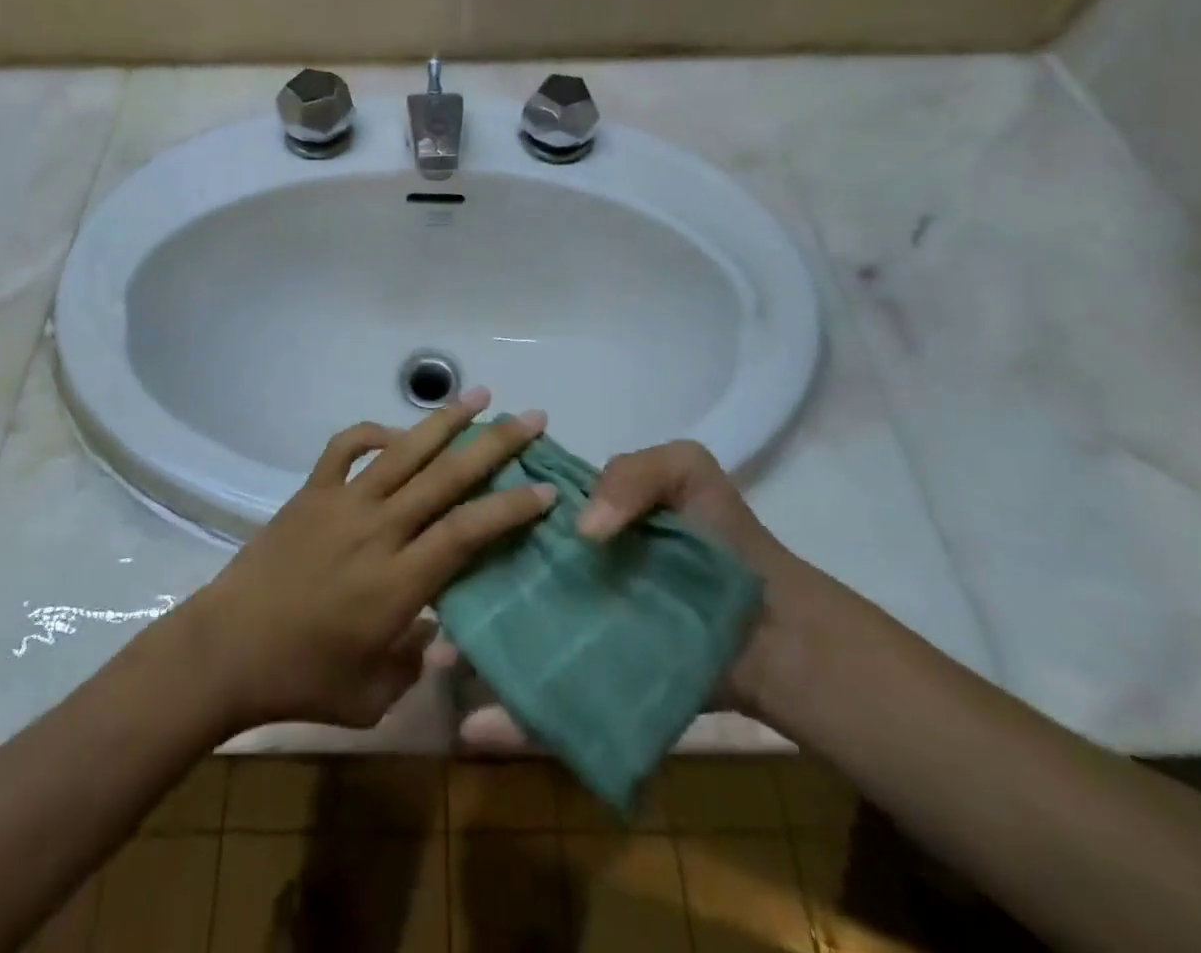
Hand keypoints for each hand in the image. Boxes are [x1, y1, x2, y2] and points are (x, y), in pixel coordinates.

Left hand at [184, 390, 554, 733]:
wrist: (225, 651)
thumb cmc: (302, 681)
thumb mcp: (373, 697)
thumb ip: (417, 662)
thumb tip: (444, 631)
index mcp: (399, 582)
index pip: (468, 532)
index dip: (511, 508)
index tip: (546, 489)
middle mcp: (378, 530)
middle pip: (446, 477)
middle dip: (495, 445)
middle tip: (532, 419)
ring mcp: (343, 503)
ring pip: (404, 450)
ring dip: (445, 421)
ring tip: (480, 395)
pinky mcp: (312, 492)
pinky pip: (347, 447)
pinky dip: (374, 430)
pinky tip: (396, 431)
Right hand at [434, 439, 813, 746]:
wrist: (774, 628)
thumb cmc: (722, 538)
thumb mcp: (683, 471)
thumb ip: (630, 474)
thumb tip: (583, 530)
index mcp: (574, 521)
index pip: (512, 511)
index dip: (475, 511)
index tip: (436, 518)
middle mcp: (563, 573)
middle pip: (499, 575)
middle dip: (458, 584)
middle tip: (426, 598)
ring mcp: (573, 630)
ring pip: (509, 638)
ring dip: (468, 650)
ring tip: (437, 659)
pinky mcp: (591, 685)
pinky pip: (546, 704)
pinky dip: (510, 719)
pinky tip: (473, 729)